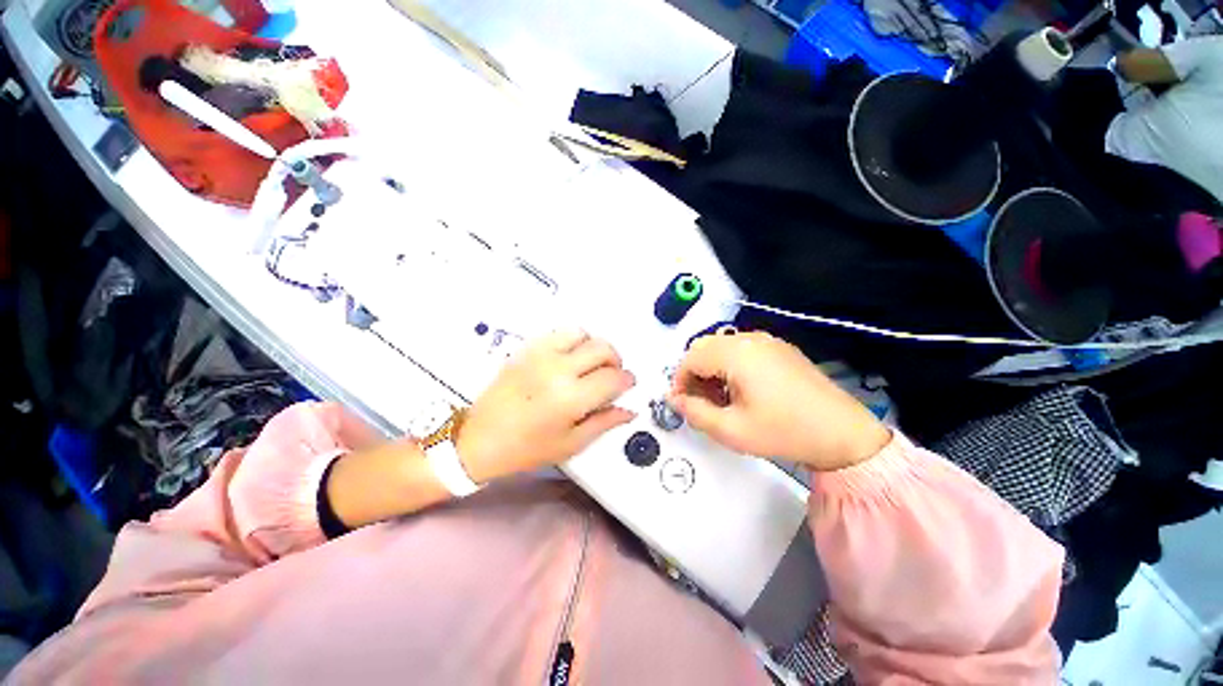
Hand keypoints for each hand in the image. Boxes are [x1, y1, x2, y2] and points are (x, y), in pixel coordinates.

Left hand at [457, 330, 636, 482]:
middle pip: (602, 348)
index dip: (626, 380)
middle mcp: (558, 369)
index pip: (613, 378)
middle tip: (611, 375)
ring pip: (581, 333)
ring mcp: (540, 354)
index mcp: (571, 398)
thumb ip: (604, 423)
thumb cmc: (527, 449)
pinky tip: (569, 358)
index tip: (627, 384)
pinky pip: (558, 333)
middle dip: (615, 360)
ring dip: (594, 346)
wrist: (479, 440)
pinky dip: (572, 341)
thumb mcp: (571, 444)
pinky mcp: (526, 349)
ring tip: (591, 364)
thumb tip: (628, 410)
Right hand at [668, 331, 890, 471]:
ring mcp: (768, 341)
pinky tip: (742, 389)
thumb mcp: (731, 430)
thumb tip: (673, 398)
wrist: (843, 434)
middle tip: (699, 401)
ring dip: (711, 368)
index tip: (681, 403)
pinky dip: (729, 364)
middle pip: (704, 347)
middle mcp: (750, 339)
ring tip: (721, 398)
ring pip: (721, 346)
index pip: (691, 358)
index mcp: (737, 354)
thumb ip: (694, 412)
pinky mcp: (780, 348)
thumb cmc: (784, 432)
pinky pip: (742, 348)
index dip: (679, 380)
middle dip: (694, 372)